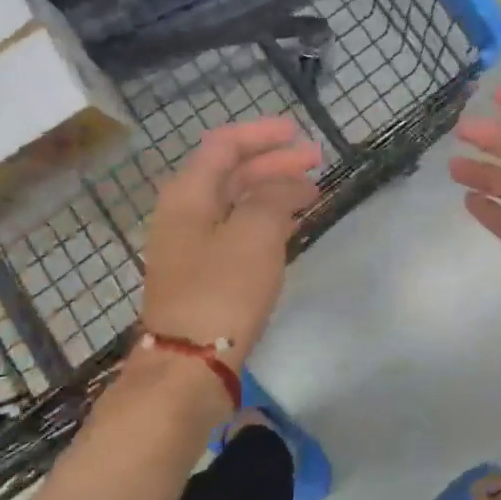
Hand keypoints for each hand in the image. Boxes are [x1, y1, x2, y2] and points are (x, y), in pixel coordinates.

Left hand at [140, 116, 321, 367]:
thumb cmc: (221, 291)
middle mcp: (184, 213)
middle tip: (316, 162)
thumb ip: (275, 196)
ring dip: (272, 191)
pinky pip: (237, 231)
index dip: (261, 134)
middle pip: (230, 173)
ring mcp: (191, 245)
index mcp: (188, 194)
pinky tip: (289, 226)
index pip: (224, 145)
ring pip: (236, 203)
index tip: (298, 133)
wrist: (188, 366)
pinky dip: (265, 220)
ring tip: (311, 192)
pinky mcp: (203, 274)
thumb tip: (289, 184)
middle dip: (273, 162)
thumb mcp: (255, 233)